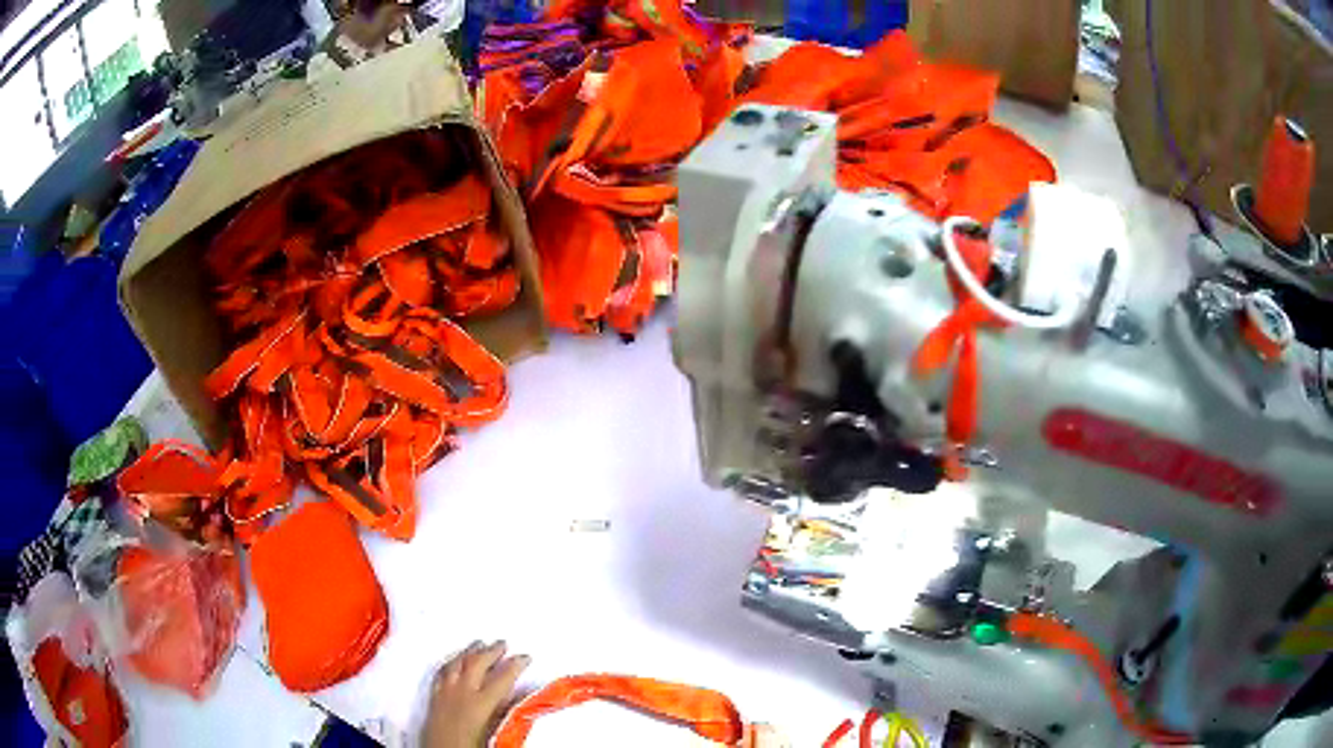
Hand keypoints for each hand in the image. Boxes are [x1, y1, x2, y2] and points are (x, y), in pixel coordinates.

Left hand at [423, 641, 530, 747]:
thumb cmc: (470, 746)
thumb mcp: (496, 732)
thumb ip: (507, 711)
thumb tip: (521, 696)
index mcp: (481, 703)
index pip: (502, 678)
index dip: (515, 665)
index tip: (525, 657)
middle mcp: (461, 692)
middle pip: (477, 664)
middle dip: (491, 651)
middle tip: (503, 643)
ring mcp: (445, 692)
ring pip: (457, 663)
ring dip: (469, 651)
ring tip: (478, 643)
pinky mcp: (433, 697)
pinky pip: (441, 671)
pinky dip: (450, 662)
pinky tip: (453, 660)